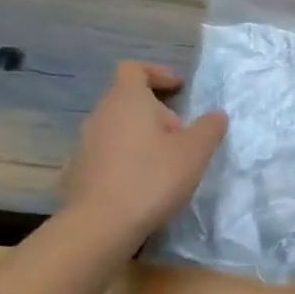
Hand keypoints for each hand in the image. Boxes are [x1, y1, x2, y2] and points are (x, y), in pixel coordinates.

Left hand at [61, 62, 226, 244]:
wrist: (101, 224)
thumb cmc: (151, 178)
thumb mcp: (194, 153)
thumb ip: (209, 129)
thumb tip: (216, 115)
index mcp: (126, 100)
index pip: (133, 69)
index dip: (157, 73)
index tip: (178, 88)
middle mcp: (100, 115)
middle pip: (126, 100)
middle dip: (156, 112)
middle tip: (181, 135)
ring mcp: (84, 144)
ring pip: (117, 128)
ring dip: (141, 137)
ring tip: (164, 163)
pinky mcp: (78, 171)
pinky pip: (107, 155)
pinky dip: (126, 160)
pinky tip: (141, 185)